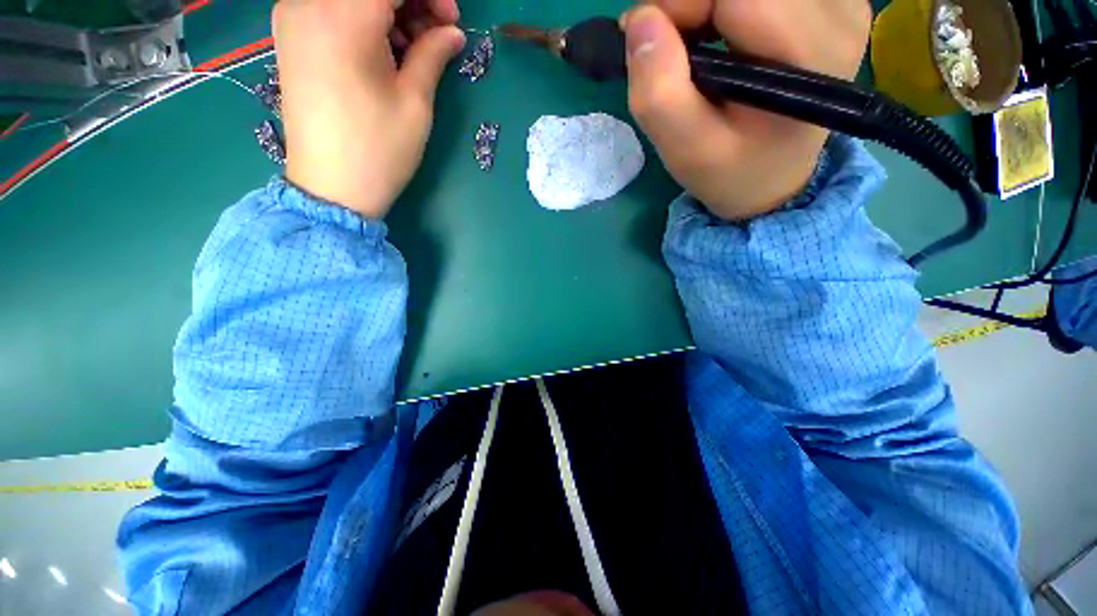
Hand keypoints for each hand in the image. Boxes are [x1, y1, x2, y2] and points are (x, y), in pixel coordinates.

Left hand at [273, 0, 464, 217]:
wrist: (332, 187)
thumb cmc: (379, 149)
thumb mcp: (414, 103)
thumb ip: (432, 54)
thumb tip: (451, 32)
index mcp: (342, 17)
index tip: (451, 20)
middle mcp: (308, 4)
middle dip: (409, 3)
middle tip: (436, 35)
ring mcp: (294, 18)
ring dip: (388, 12)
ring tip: (412, 50)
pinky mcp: (291, 37)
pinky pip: (333, 9)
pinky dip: (365, 20)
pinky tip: (384, 51)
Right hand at [621, 0, 870, 219]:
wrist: (772, 179)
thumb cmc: (731, 172)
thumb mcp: (688, 152)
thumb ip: (660, 95)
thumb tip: (640, 21)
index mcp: (809, 53)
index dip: (681, 3)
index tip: (647, 39)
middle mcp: (839, 13)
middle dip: (691, 4)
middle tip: (666, 45)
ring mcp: (838, 2)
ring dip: (706, 5)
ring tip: (691, 45)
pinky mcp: (827, 1)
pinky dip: (724, 5)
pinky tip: (718, 32)